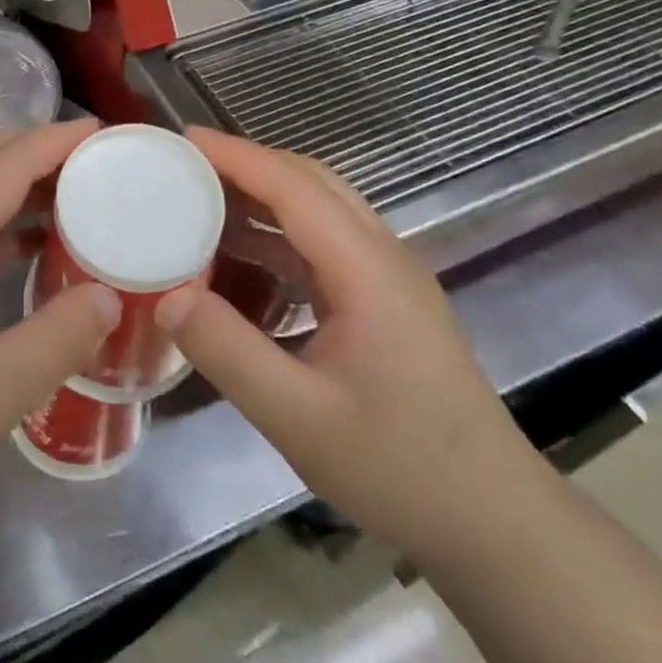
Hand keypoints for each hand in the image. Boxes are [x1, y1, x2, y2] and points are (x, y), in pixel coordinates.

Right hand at [159, 129, 539, 560]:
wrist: (494, 522)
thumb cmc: (399, 468)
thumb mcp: (298, 418)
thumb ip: (228, 351)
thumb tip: (167, 297)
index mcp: (367, 271)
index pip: (294, 187)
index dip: (236, 156)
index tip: (182, 140)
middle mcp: (382, 258)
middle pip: (311, 183)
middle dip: (247, 164)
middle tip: (185, 167)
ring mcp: (388, 279)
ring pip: (320, 209)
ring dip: (262, 194)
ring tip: (201, 200)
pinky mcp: (385, 302)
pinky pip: (323, 244)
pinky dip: (276, 232)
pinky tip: (240, 256)